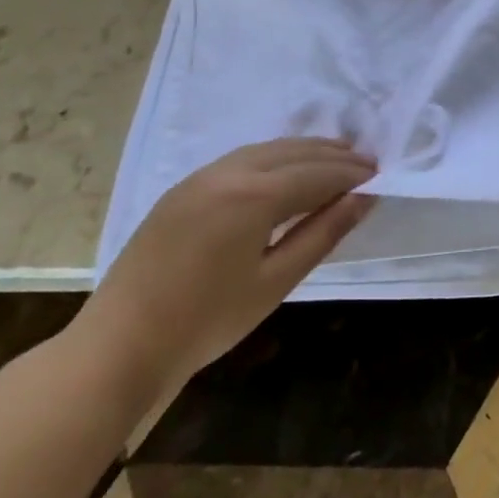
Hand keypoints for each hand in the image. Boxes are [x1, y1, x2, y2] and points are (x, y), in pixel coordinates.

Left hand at [75, 139, 376, 401]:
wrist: (118, 347)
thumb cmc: (206, 321)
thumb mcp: (275, 280)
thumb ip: (323, 232)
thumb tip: (364, 198)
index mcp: (252, 195)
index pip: (316, 173)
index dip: (351, 174)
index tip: (380, 176)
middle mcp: (226, 173)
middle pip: (291, 152)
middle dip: (331, 155)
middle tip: (366, 163)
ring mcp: (199, 179)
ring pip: (264, 150)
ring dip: (302, 152)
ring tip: (333, 161)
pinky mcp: (181, 191)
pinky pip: (240, 160)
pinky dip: (273, 158)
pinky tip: (284, 173)